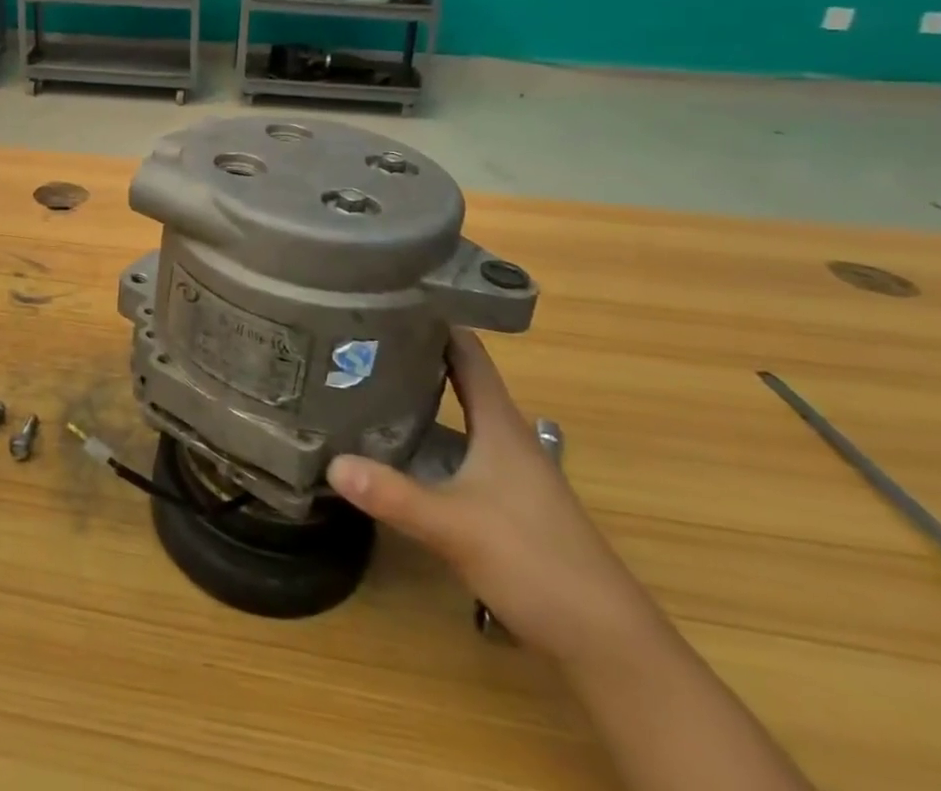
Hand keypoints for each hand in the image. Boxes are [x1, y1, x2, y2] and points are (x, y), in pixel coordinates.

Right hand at [325, 330, 663, 666]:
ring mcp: (508, 472)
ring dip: (418, 399)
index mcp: (500, 425)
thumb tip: (331, 463)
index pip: (468, 353)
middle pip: (457, 380)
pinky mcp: (504, 503)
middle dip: (413, 356)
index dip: (434, 321)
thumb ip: (394, 495)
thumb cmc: (537, 563)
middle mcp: (505, 438)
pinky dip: (426, 439)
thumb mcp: (456, 527)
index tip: (389, 296)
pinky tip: (395, 449)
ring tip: (363, 383)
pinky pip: (457, 451)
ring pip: (456, 418)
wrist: (609, 645)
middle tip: (357, 337)